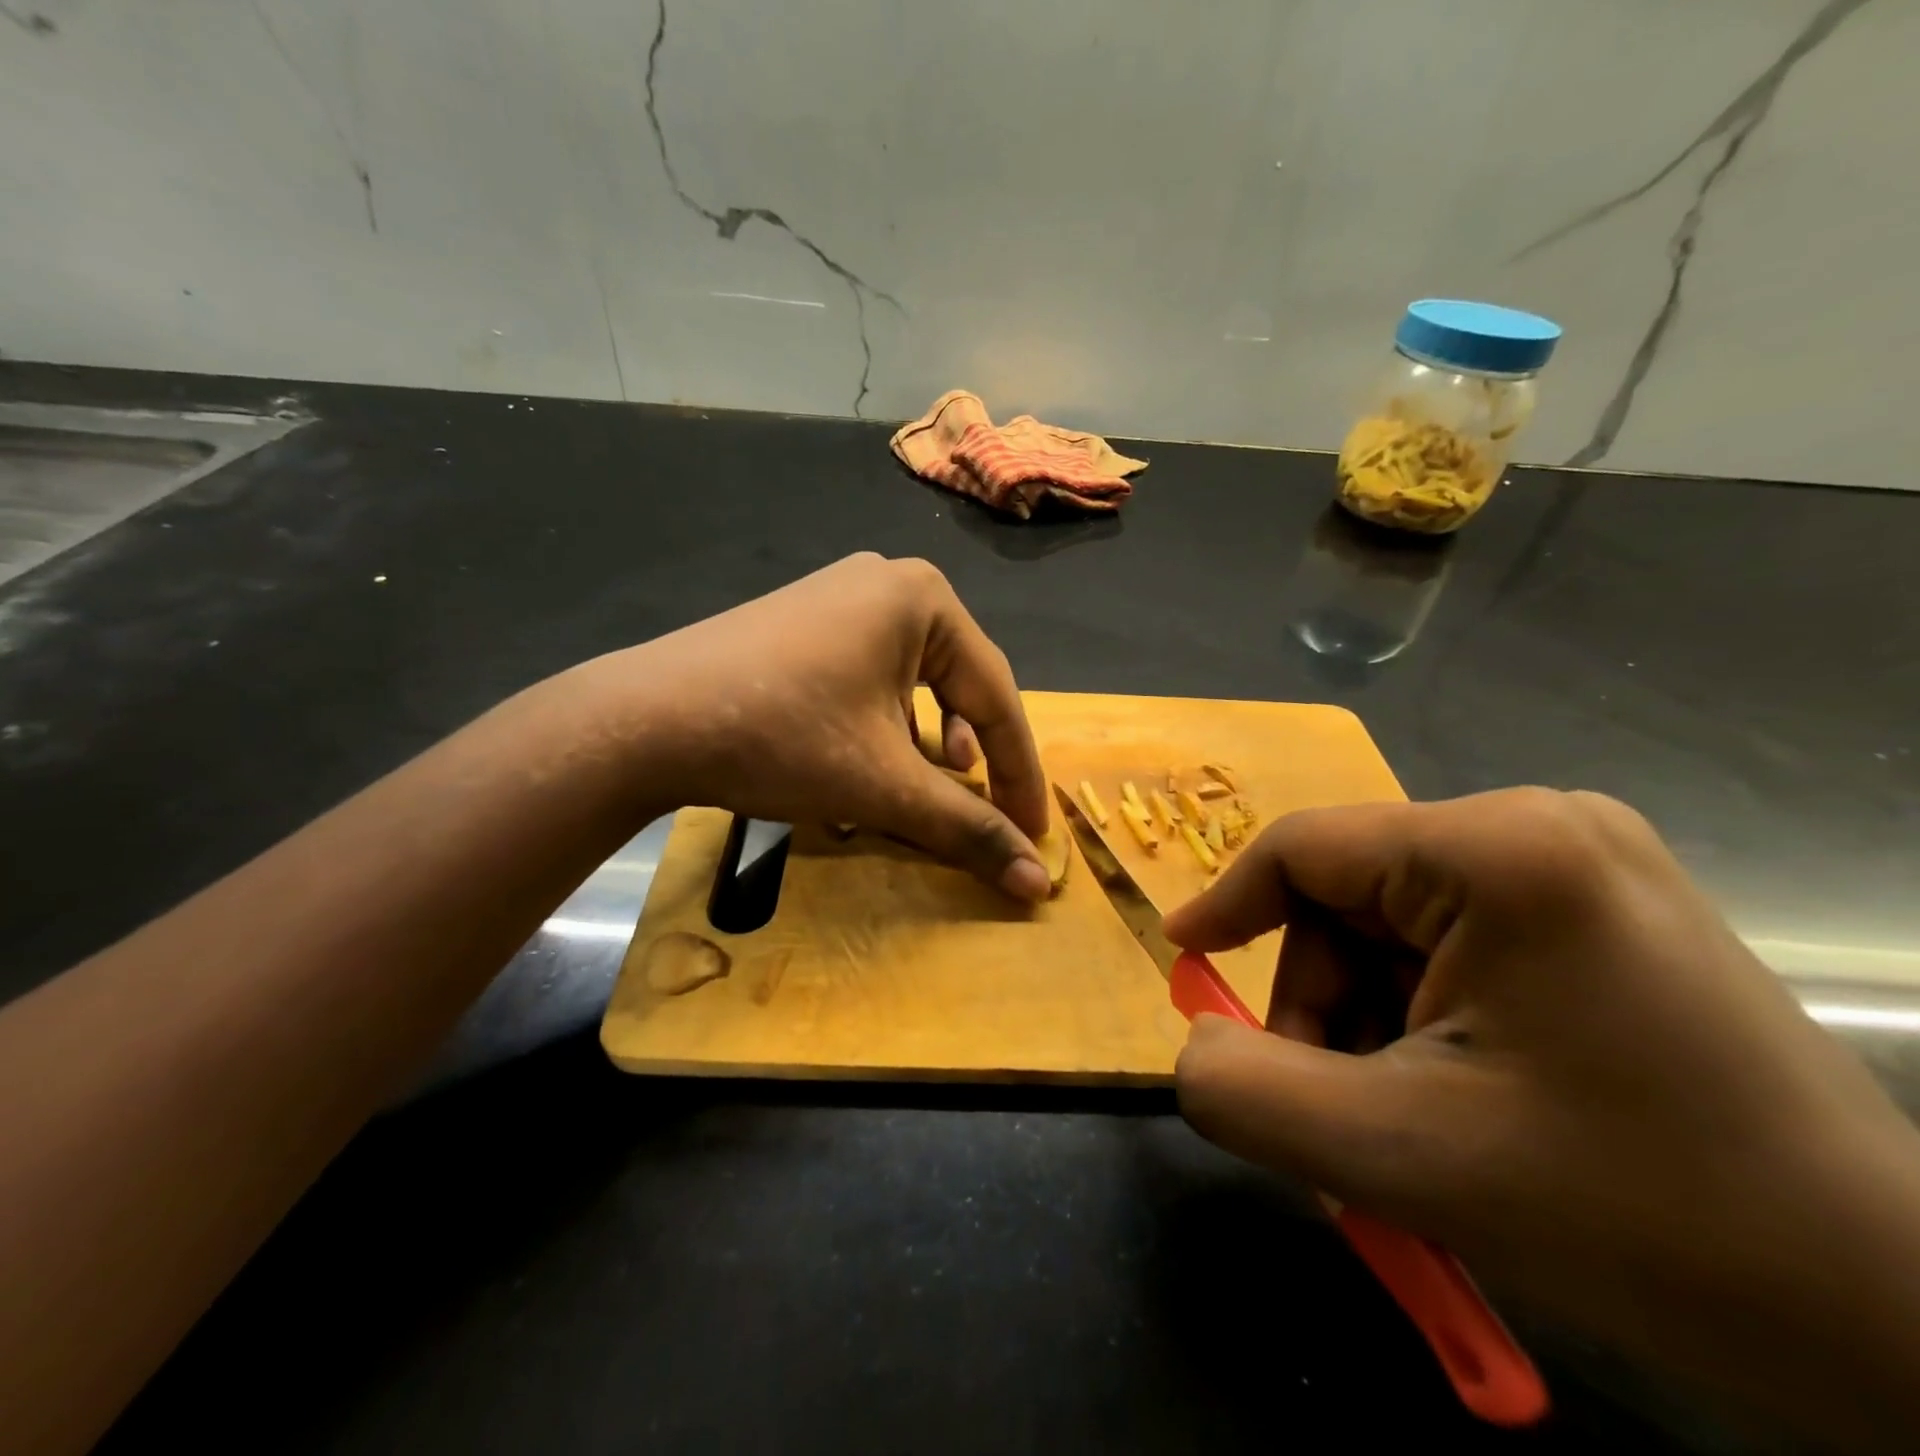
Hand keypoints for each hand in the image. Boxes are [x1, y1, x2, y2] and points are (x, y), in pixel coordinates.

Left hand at [600, 553, 1052, 898]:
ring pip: (912, 682)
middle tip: (984, 806)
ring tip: (930, 784)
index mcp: (925, 600)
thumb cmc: (783, 738)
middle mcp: (887, 584)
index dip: (1020, 773)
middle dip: (974, 754)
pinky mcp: (801, 622)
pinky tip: (868, 762)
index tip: (1034, 833)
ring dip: (928, 743)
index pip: (998, 695)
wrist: (642, 721)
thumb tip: (1039, 883)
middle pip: (958, 684)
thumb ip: (969, 828)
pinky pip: (869, 676)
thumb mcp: (887, 786)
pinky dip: (883, 724)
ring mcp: (838, 597)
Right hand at [1165, 788, 1919, 1445]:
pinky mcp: (1598, 912)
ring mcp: (1578, 865)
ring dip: (1369, 1021)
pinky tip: (1459, 1095)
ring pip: (1394, 929)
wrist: (1901, 1323)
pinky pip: (1451, 946)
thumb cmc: (1645, 1218)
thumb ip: (1250, 1095)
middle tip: (1334, 1105)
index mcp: (1499, 851)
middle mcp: (1539, 827)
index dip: (1227, 905)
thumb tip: (1192, 1045)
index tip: (1183, 960)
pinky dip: (1421, 1019)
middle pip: (1349, 898)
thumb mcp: (1405, 1159)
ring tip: (1404, 1120)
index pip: (1304, 849)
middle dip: (1322, 1003)